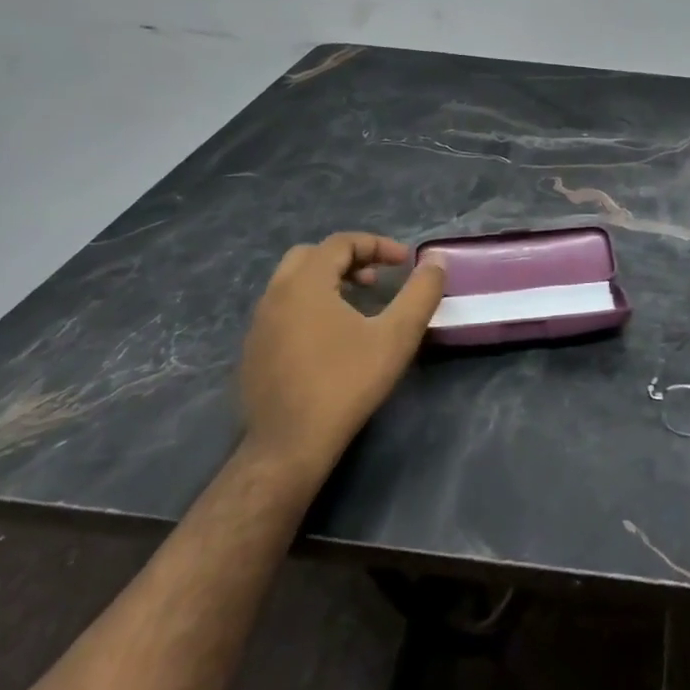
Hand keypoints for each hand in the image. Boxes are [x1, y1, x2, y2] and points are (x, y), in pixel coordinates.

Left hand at [239, 233, 444, 484]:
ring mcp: (258, 325)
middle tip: (376, 279)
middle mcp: (275, 295)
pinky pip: (282, 310)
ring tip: (358, 305)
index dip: (377, 245)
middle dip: (348, 259)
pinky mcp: (253, 351)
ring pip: (293, 283)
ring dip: (328, 282)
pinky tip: (331, 339)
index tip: (404, 262)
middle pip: (312, 256)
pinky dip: (309, 306)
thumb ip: (420, 293)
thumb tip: (436, 260)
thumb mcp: (396, 336)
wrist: (289, 446)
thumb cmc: (346, 383)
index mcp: (304, 283)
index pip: (341, 242)